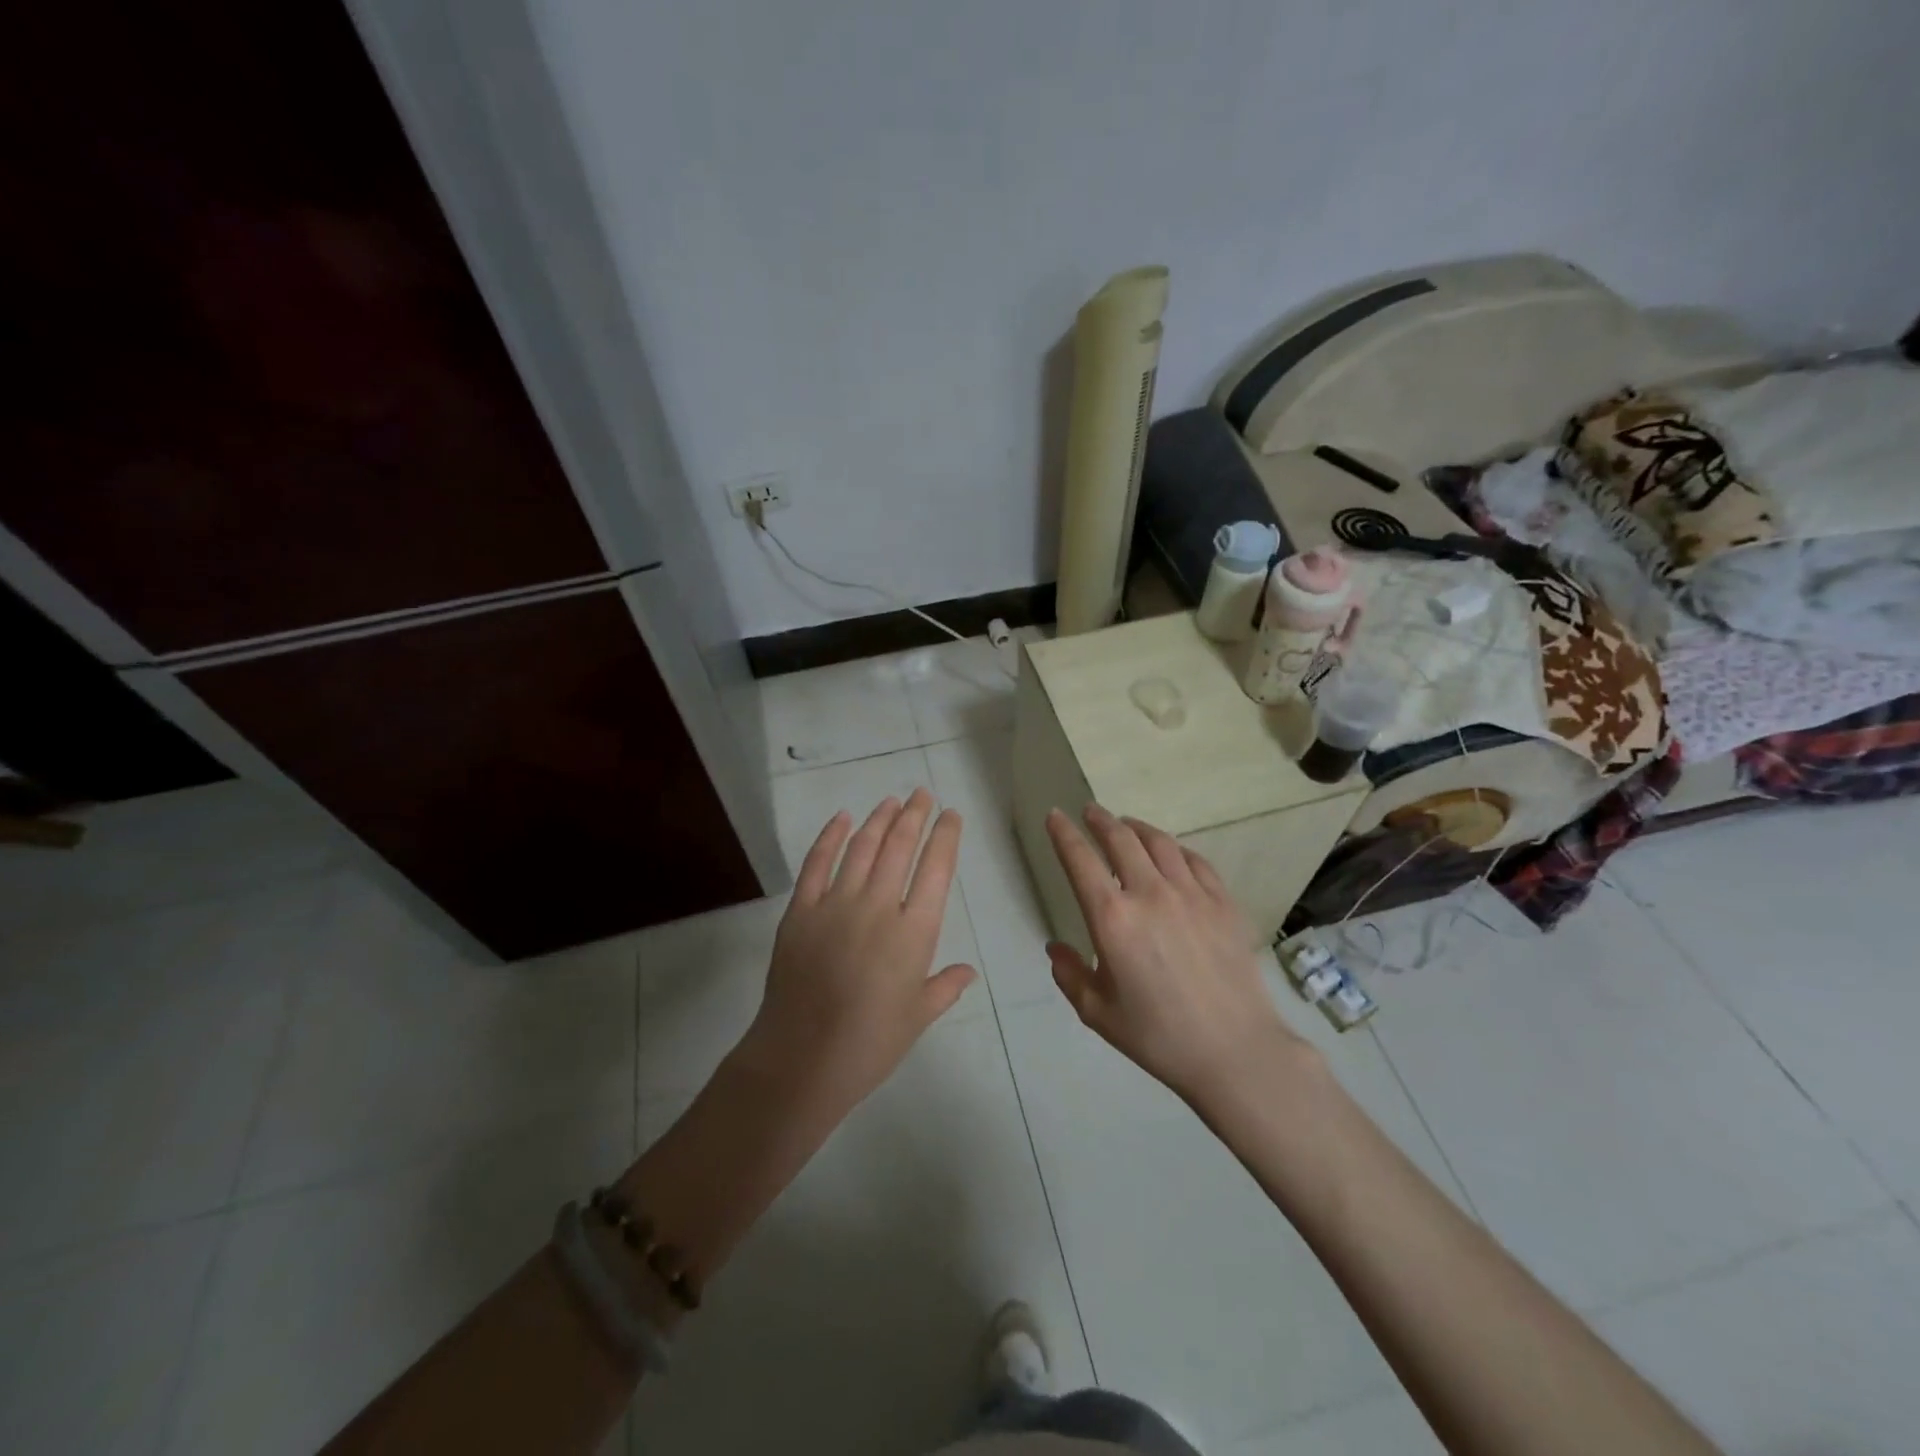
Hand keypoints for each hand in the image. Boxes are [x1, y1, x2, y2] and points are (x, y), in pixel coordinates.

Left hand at [739, 788, 976, 1122]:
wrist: (802, 1059)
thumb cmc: (870, 1043)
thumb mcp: (917, 1017)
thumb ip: (945, 987)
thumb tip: (969, 972)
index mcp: (914, 932)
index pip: (936, 869)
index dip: (945, 837)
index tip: (951, 815)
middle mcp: (878, 906)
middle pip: (900, 847)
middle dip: (914, 815)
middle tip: (922, 794)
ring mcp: (836, 904)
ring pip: (862, 847)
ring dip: (879, 819)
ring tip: (891, 800)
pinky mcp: (801, 910)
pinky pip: (817, 863)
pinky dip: (830, 836)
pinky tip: (842, 818)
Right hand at [1044, 804, 1309, 1104]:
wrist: (1235, 1051)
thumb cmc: (1158, 1037)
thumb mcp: (1098, 1013)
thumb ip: (1069, 975)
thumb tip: (1056, 948)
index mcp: (1112, 919)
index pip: (1080, 860)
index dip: (1063, 833)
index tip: (1055, 815)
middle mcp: (1150, 894)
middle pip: (1120, 839)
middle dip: (1100, 819)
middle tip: (1090, 811)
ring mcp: (1191, 894)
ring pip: (1159, 842)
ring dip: (1136, 827)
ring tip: (1126, 825)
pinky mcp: (1223, 902)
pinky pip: (1195, 860)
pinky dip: (1175, 849)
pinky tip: (1171, 853)